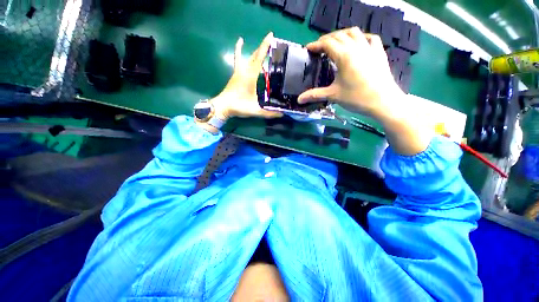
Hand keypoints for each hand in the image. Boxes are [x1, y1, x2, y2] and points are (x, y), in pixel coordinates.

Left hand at [211, 33, 282, 120]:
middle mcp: (244, 71)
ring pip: (246, 57)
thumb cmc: (239, 106)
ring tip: (259, 45)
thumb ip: (269, 113)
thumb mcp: (256, 110)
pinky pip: (238, 60)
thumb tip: (282, 114)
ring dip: (254, 51)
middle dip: (262, 47)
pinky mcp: (235, 75)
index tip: (271, 35)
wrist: (223, 107)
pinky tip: (240, 43)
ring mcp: (238, 72)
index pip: (259, 59)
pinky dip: (239, 52)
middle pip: (254, 56)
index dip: (265, 47)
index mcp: (250, 77)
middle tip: (271, 40)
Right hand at [298, 28, 432, 154]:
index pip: (327, 43)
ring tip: (335, 43)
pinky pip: (369, 38)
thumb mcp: (333, 96)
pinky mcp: (379, 52)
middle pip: (339, 35)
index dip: (316, 44)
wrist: (383, 102)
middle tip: (319, 48)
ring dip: (342, 35)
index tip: (308, 48)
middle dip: (327, 39)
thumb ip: (314, 95)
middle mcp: (357, 47)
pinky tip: (358, 44)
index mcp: (344, 56)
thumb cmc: (357, 98)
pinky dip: (361, 38)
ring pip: (354, 33)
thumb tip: (299, 100)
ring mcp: (369, 48)